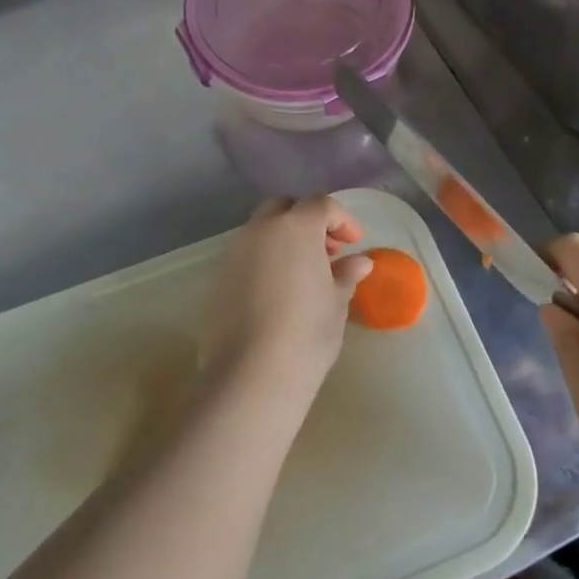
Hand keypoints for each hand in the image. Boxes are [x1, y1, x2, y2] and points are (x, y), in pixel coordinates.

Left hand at [203, 196, 373, 392]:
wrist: (252, 374)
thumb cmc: (306, 333)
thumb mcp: (336, 302)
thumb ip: (346, 274)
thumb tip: (360, 262)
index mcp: (295, 227)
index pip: (320, 205)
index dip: (341, 219)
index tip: (354, 243)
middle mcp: (261, 230)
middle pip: (284, 207)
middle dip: (307, 220)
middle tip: (327, 251)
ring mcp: (235, 251)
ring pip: (261, 229)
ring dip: (284, 238)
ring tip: (304, 272)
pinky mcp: (219, 276)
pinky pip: (246, 254)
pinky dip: (265, 258)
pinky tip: (278, 290)